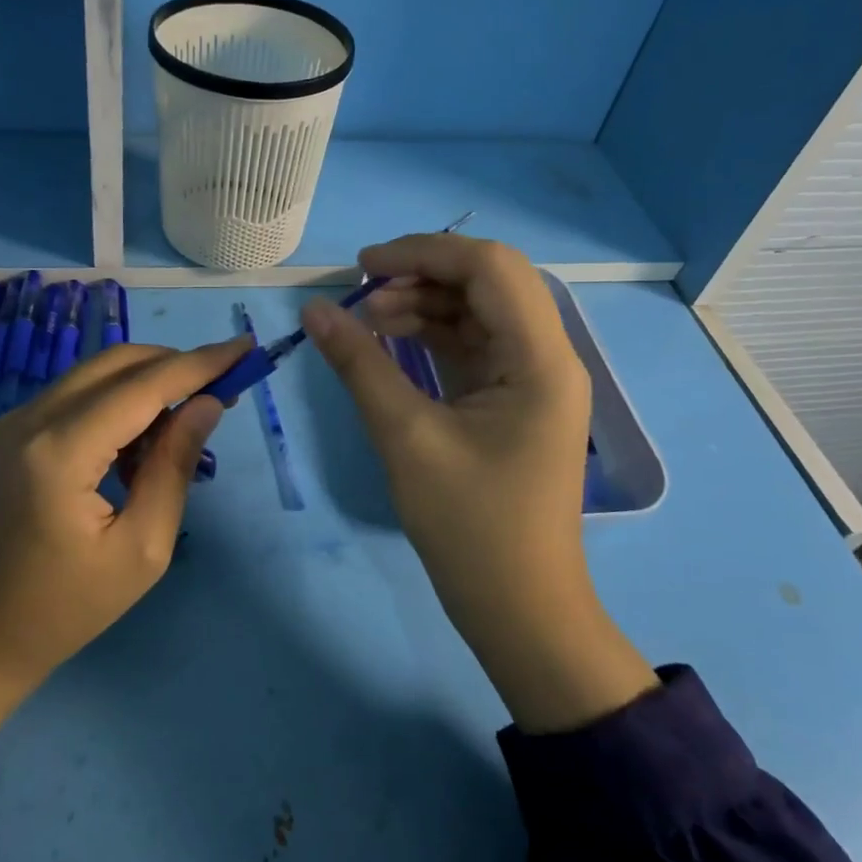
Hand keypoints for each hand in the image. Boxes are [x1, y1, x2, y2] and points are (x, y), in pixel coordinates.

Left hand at [0, 335, 250, 752]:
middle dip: (177, 365)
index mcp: (62, 452)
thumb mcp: (142, 548)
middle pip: (118, 363)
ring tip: (189, 422)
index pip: (144, 385)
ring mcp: (16, 421)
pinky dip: (119, 401)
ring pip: (97, 373)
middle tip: (224, 388)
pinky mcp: (13, 432)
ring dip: (149, 383)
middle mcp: (32, 419)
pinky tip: (142, 442)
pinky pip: (78, 395)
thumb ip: (174, 466)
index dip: (200, 363)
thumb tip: (208, 403)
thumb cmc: (67, 607)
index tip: (246, 347)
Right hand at [302, 235, 658, 731]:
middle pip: (489, 282)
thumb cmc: (470, 528)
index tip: (362, 266)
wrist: (519, 609)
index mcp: (540, 360)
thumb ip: (360, 365)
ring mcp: (532, 380)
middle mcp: (547, 357)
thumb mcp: (406, 438)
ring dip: (425, 304)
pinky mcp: (512, 401)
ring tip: (367, 318)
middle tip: (362, 290)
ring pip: (479, 312)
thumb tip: (314, 309)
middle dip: (423, 274)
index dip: (423, 252)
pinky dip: (432, 336)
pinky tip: (390, 340)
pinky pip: (473, 347)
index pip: (489, 268)